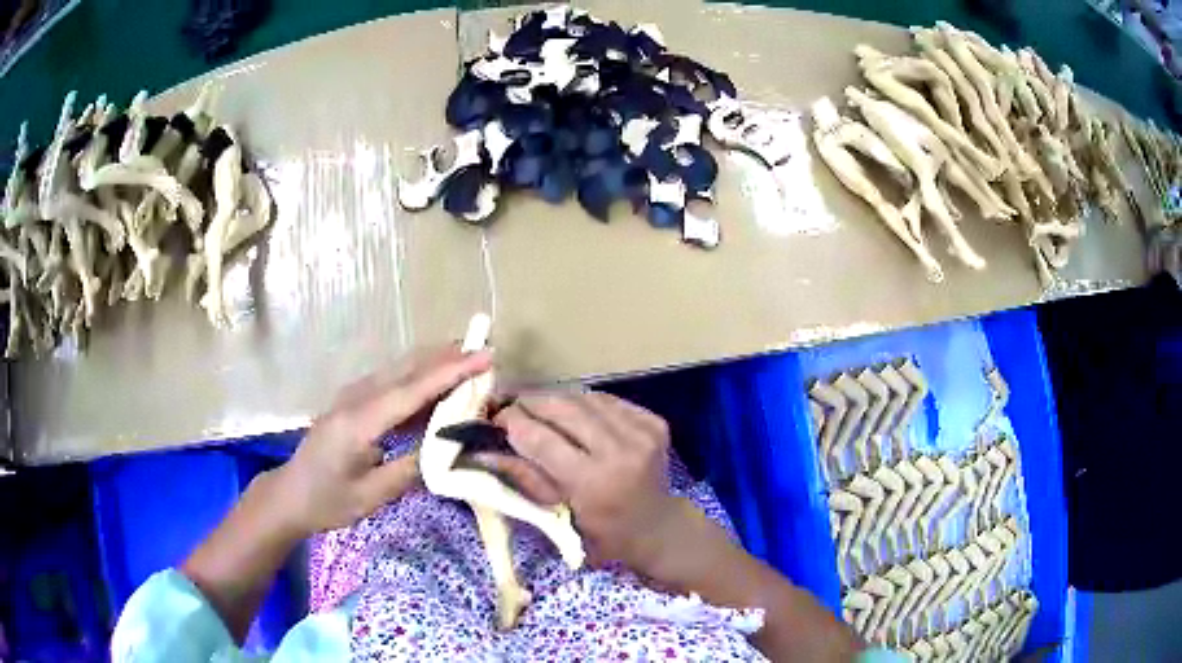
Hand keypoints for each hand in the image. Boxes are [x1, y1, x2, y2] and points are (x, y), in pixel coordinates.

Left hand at [271, 346, 491, 535]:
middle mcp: (356, 399)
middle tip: (485, 353)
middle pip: (407, 369)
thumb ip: (410, 469)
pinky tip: (436, 386)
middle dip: (447, 358)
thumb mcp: (372, 496)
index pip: (412, 390)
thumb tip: (449, 449)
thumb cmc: (328, 501)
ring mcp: (352, 397)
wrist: (290, 494)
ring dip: (434, 364)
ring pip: (399, 370)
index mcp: (360, 422)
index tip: (485, 356)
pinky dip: (419, 379)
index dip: (451, 372)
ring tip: (469, 362)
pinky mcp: (353, 402)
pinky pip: (391, 382)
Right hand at [493, 392, 689, 571]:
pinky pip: (607, 400)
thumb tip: (482, 451)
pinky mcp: (654, 422)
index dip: (512, 423)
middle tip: (509, 405)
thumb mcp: (557, 515)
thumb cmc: (601, 533)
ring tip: (536, 407)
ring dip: (555, 399)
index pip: (541, 439)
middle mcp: (620, 451)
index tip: (493, 418)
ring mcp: (642, 433)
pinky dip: (583, 402)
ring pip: (584, 397)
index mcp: (593, 483)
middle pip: (562, 408)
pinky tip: (571, 413)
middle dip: (530, 402)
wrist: (657, 527)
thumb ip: (523, 478)